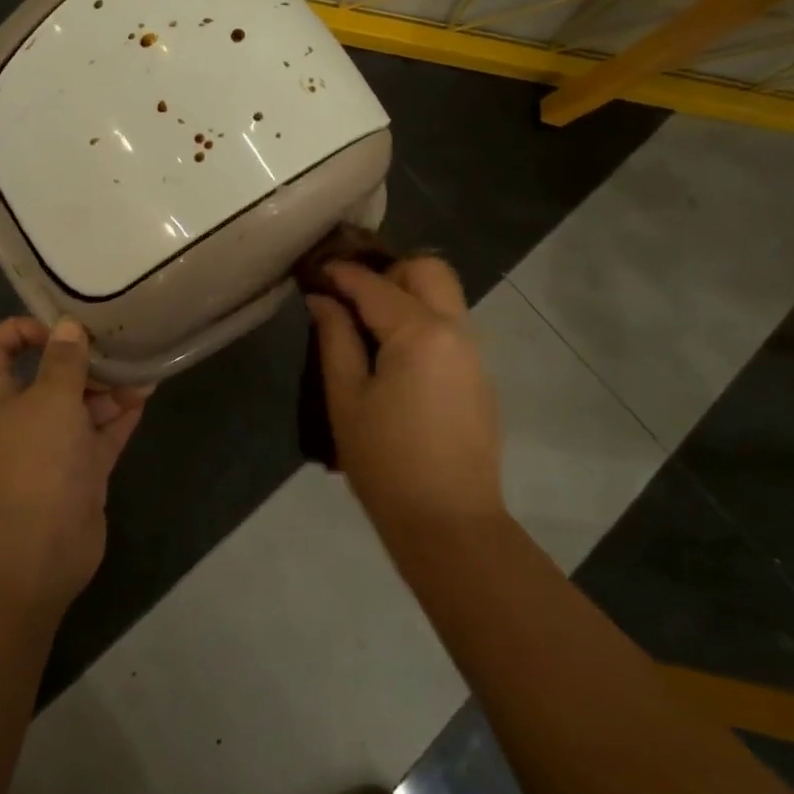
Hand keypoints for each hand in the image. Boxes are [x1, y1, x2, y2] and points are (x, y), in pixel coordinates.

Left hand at [0, 316, 150, 604]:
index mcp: (0, 397)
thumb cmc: (33, 463)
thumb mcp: (49, 399)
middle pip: (50, 376)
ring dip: (109, 384)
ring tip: (141, 362)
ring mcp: (56, 448)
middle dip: (81, 357)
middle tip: (117, 340)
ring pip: (83, 405)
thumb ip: (63, 361)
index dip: (19, 329)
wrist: (33, 554)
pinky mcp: (84, 473)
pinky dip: (124, 413)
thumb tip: (69, 326)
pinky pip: (105, 433)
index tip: (58, 326)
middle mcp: (26, 418)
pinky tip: (147, 391)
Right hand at [305, 258, 504, 533]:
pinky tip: (394, 354)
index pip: (375, 284)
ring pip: (444, 296)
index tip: (314, 270)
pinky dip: (422, 320)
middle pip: (428, 270)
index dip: (340, 273)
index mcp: (420, 332)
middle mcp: (456, 330)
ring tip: (368, 324)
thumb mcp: (346, 397)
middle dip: (388, 271)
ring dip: (407, 294)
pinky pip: (451, 326)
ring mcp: (474, 353)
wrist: (449, 523)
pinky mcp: (479, 376)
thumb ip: (335, 338)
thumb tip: (322, 299)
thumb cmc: (385, 461)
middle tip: (353, 298)